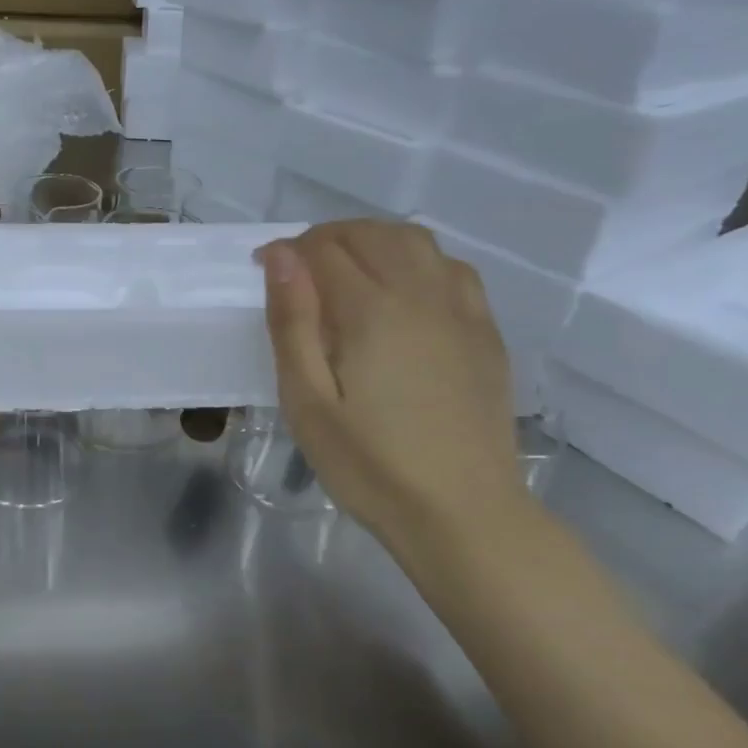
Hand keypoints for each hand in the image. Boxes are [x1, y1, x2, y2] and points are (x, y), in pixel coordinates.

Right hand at [258, 221, 524, 540]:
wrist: (464, 514)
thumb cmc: (370, 465)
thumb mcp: (307, 402)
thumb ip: (292, 323)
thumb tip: (279, 256)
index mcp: (371, 311)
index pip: (322, 249)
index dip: (286, 252)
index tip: (262, 271)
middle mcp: (420, 294)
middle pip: (370, 233)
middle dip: (326, 238)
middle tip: (298, 271)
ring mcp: (461, 311)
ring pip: (416, 241)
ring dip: (373, 240)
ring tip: (347, 270)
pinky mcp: (485, 332)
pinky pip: (453, 268)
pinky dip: (418, 260)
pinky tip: (404, 290)